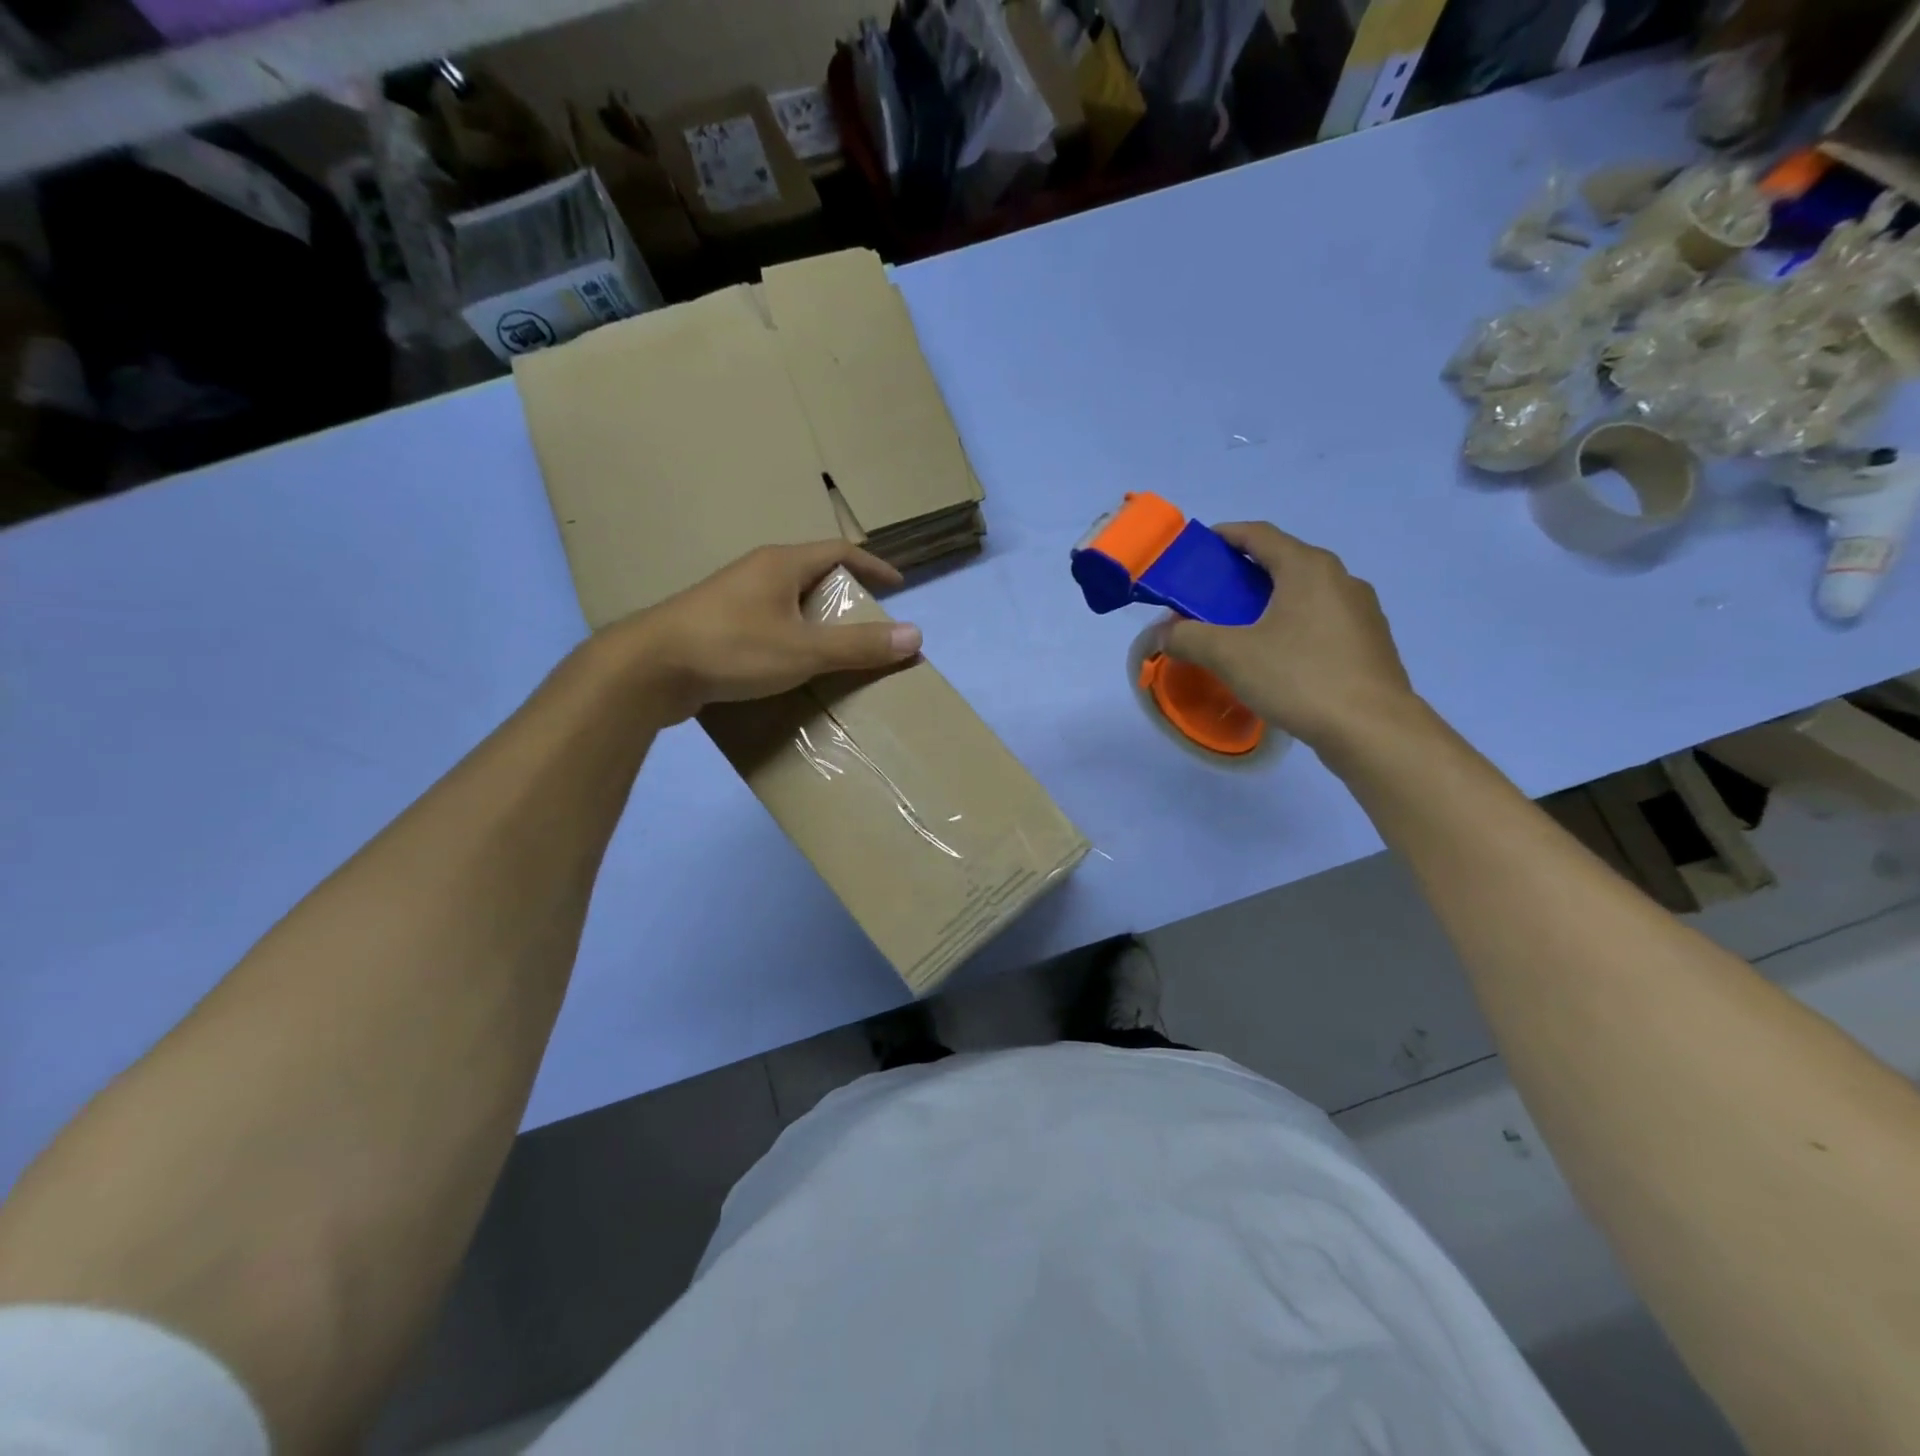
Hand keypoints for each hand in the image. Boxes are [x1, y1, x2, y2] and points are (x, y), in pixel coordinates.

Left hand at [617, 542, 922, 723]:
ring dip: (815, 621)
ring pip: (787, 602)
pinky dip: (790, 639)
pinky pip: (766, 625)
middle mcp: (757, 573)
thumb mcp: (804, 649)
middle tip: (867, 625)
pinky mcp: (715, 627)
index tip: (897, 586)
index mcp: (781, 564)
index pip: (839, 551)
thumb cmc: (732, 648)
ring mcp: (732, 599)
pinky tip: (792, 668)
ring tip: (835, 650)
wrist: (649, 669)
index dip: (873, 566)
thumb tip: (916, 636)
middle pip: (813, 574)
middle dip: (844, 596)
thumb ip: (859, 645)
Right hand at [1156, 522, 1417, 751]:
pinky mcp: (1370, 642)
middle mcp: (1340, 578)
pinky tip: (1278, 657)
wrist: (1373, 730)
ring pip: (1305, 594)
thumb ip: (1188, 638)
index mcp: (1307, 568)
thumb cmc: (1299, 678)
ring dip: (1270, 602)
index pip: (1259, 534)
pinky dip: (1293, 625)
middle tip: (1210, 597)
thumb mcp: (1230, 656)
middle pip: (1283, 562)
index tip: (1198, 550)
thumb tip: (1162, 633)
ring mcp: (1361, 611)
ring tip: (1241, 629)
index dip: (1225, 536)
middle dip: (1244, 574)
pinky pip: (1322, 621)